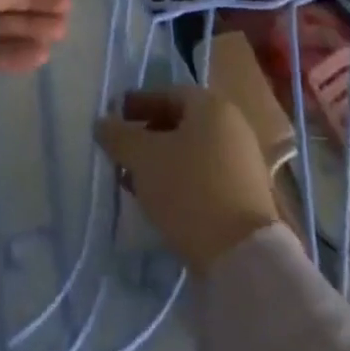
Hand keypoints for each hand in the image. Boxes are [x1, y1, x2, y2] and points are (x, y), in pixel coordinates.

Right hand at [95, 87, 279, 275]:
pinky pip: (206, 177)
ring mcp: (243, 161)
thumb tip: (102, 123)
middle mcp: (232, 125)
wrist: (242, 256)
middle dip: (149, 136)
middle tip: (123, 154)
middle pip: (182, 123)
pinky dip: (182, 182)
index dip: (138, 104)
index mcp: (211, 105)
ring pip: (193, 152)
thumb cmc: (189, 190)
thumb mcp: (144, 159)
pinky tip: (163, 203)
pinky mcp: (247, 196)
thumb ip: (119, 136)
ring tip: (136, 183)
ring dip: (163, 162)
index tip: (115, 120)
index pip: (168, 93)